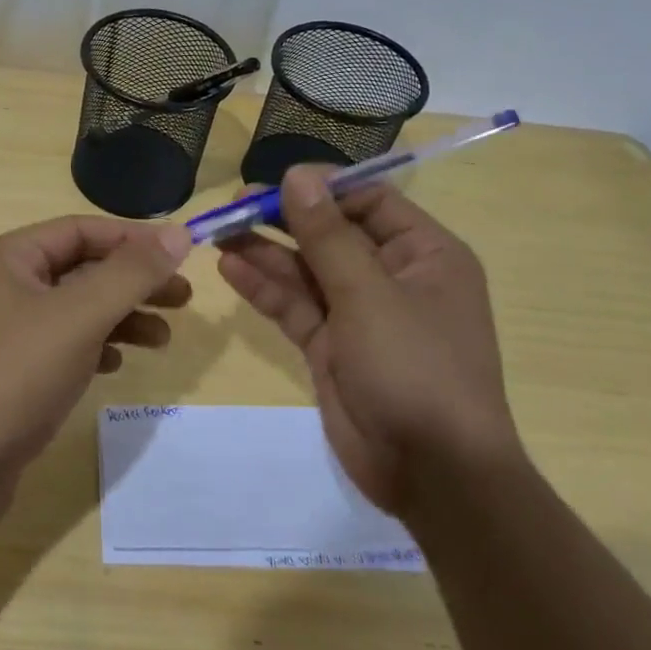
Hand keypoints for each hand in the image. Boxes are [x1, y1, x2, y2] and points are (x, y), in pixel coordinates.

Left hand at [0, 216, 193, 523]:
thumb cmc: (14, 376)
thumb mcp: (79, 316)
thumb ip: (131, 273)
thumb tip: (178, 232)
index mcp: (8, 258)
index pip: (81, 230)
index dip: (133, 239)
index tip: (181, 256)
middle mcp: (2, 285)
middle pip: (80, 270)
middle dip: (133, 282)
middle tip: (183, 300)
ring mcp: (1, 331)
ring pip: (73, 310)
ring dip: (119, 318)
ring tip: (163, 339)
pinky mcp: (7, 372)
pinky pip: (60, 345)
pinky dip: (92, 348)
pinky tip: (116, 365)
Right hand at [217, 166, 518, 514]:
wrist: (432, 474)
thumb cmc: (415, 368)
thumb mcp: (369, 294)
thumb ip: (327, 235)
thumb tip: (297, 175)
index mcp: (423, 254)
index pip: (369, 200)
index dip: (322, 188)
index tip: (274, 182)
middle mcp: (392, 277)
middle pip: (331, 233)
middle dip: (283, 219)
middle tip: (233, 206)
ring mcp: (359, 314)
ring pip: (306, 270)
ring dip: (265, 251)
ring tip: (218, 232)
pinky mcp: (331, 346)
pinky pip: (295, 306)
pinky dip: (265, 288)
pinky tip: (230, 268)